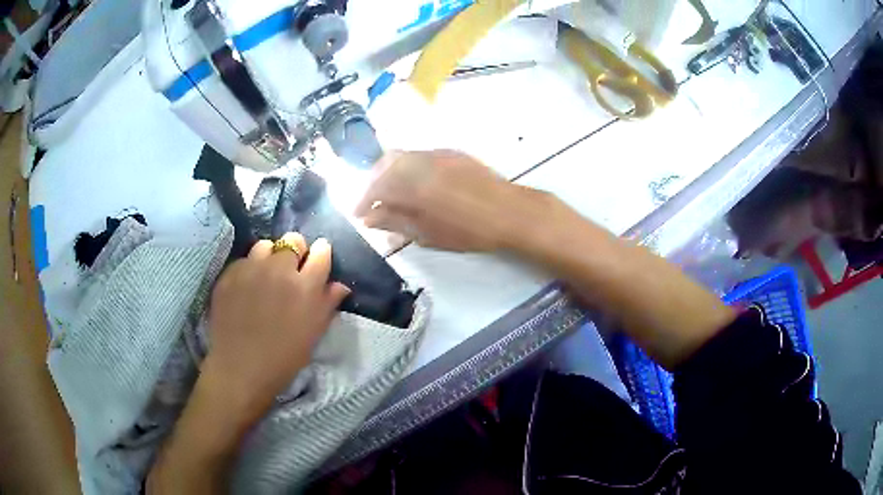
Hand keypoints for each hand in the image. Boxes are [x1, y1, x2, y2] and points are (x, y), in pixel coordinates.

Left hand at [202, 233, 349, 424]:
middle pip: (293, 241)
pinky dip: (249, 268)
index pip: (322, 252)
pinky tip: (246, 287)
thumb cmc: (284, 357)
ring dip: (270, 256)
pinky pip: (244, 260)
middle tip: (291, 269)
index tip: (317, 259)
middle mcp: (280, 270)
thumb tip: (340, 285)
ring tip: (266, 274)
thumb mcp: (313, 334)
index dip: (321, 253)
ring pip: (266, 245)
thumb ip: (327, 304)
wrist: (241, 368)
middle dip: (296, 251)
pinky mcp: (230, 274)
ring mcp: (252, 269)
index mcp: (306, 287)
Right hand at [354, 150, 546, 252]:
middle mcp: (421, 160)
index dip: (363, 200)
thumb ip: (395, 221)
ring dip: (391, 173)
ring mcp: (438, 153)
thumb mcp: (427, 233)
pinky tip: (416, 184)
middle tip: (373, 202)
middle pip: (386, 163)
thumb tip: (370, 218)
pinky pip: (420, 156)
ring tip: (393, 195)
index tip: (359, 214)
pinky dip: (409, 168)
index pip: (375, 185)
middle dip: (374, 181)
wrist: (510, 212)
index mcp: (412, 182)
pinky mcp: (452, 153)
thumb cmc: (468, 230)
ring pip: (403, 156)